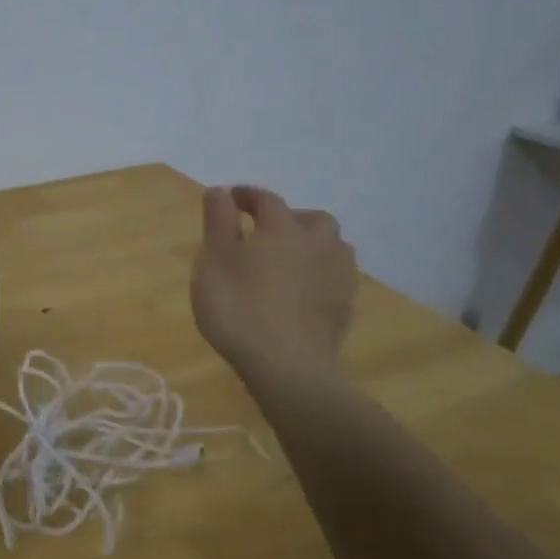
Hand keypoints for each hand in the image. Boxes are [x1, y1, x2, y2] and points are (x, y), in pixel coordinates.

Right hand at [191, 184, 357, 385]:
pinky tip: (304, 290)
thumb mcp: (214, 262)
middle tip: (265, 231)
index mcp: (282, 228)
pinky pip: (336, 277)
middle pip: (310, 219)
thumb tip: (220, 191)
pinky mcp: (345, 306)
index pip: (266, 200)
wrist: (288, 367)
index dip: (247, 196)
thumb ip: (218, 223)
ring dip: (312, 244)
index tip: (230, 198)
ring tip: (290, 259)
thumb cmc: (239, 309)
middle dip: (289, 218)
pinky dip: (320, 274)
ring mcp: (338, 276)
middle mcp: (317, 243)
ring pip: (331, 246)